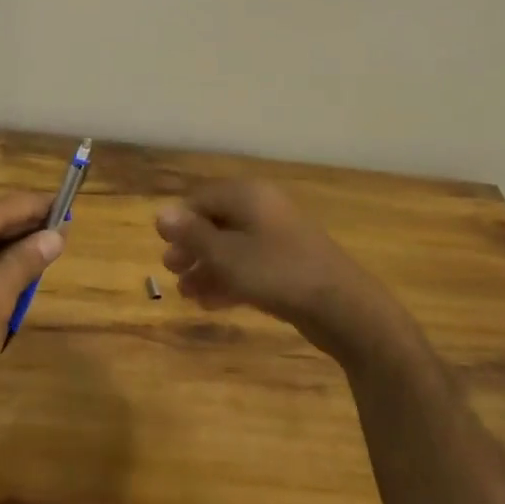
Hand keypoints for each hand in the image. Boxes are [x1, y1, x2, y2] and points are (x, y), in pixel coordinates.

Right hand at [155, 180, 396, 360]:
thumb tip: (161, 214)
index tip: (163, 246)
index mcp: (247, 196)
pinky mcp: (289, 266)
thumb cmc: (277, 272)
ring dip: (207, 268)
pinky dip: (230, 280)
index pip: (202, 199)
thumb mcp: (226, 255)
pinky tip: (212, 303)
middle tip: (172, 271)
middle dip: (192, 247)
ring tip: (187, 294)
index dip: (180, 221)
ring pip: (232, 248)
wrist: (343, 307)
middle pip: (217, 222)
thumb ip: (192, 235)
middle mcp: (263, 209)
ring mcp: (279, 238)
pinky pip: (250, 266)